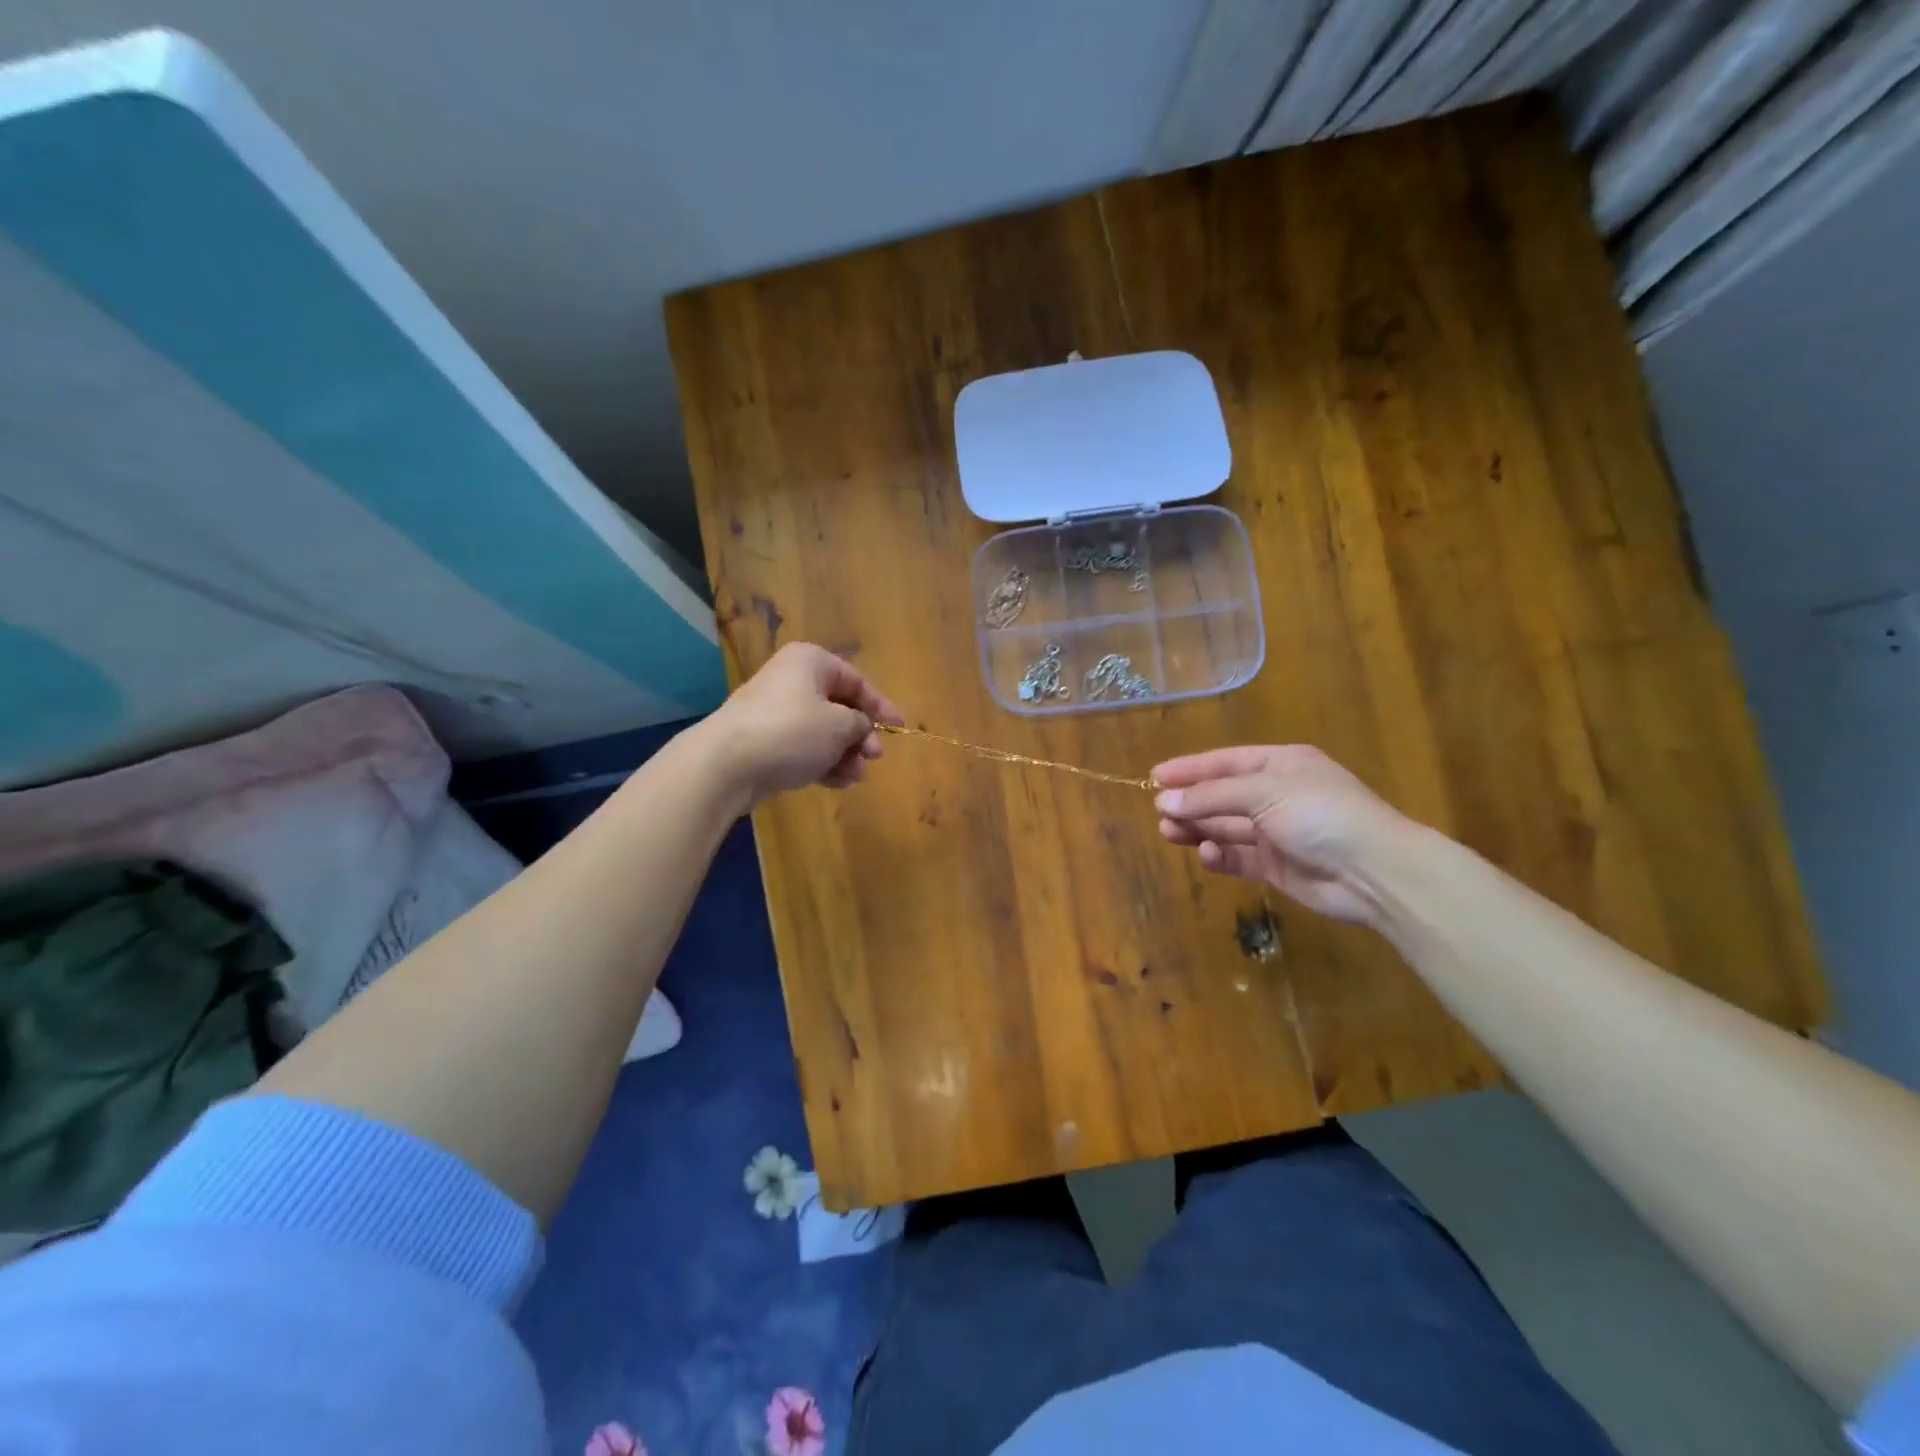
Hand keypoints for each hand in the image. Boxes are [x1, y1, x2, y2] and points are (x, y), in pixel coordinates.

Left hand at [702, 643, 902, 810]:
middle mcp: (792, 681)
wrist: (726, 764)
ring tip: (857, 776)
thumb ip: (860, 724)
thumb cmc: (792, 732)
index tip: (899, 727)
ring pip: (822, 731)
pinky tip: (839, 782)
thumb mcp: (839, 725)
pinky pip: (803, 749)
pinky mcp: (765, 742)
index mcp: (810, 662)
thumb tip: (861, 727)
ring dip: (845, 754)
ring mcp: (776, 713)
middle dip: (860, 735)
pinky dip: (823, 763)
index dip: (880, 705)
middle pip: (838, 706)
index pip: (856, 680)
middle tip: (874, 756)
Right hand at [1151, 745, 1418, 925]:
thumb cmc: (1320, 814)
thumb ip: (1211, 796)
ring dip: (1198, 828)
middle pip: (1222, 796)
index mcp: (1280, 765)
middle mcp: (1277, 795)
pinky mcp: (1276, 866)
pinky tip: (1207, 854)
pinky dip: (1219, 855)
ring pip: (1225, 827)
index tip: (1155, 776)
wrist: (1373, 872)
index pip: (1225, 762)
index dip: (1190, 769)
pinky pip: (1238, 857)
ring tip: (1169, 832)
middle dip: (1191, 802)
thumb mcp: (1263, 792)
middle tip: (1159, 811)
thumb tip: (1164, 800)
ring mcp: (1277, 832)